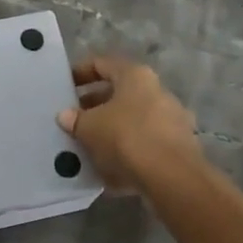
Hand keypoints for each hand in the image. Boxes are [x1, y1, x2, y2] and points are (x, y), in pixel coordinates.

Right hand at [57, 55, 203, 195]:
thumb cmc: (127, 137)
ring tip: (88, 145)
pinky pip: (145, 143)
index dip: (80, 72)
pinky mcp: (178, 147)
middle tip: (74, 119)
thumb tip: (65, 116)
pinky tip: (110, 168)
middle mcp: (157, 91)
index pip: (102, 64)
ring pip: (132, 119)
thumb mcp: (90, 127)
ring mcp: (171, 119)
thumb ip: (75, 119)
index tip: (65, 86)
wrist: (172, 178)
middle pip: (119, 93)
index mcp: (135, 76)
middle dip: (94, 106)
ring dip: (111, 130)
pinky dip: (127, 151)